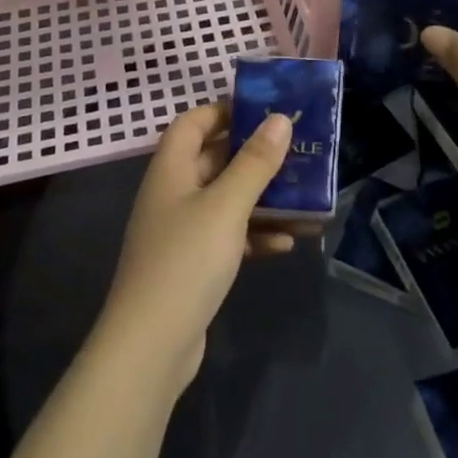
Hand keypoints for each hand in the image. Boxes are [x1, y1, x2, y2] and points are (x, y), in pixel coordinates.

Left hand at [95, 102, 294, 391]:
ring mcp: (182, 231)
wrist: (151, 347)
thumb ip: (255, 162)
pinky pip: (230, 236)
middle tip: (298, 151)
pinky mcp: (194, 264)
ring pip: (228, 200)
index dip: (225, 111)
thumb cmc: (186, 261)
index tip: (265, 111)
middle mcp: (174, 193)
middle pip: (216, 160)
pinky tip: (288, 243)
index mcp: (171, 168)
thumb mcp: (226, 205)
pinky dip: (256, 235)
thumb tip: (280, 119)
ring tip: (307, 200)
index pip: (193, 122)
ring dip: (265, 199)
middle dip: (257, 157)